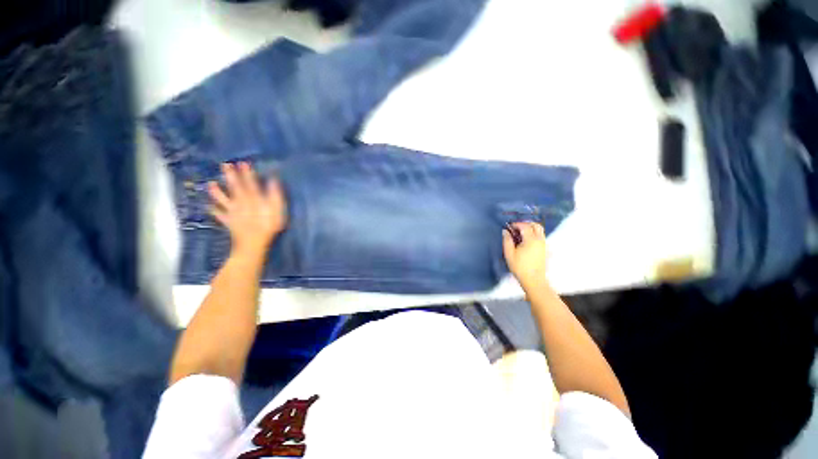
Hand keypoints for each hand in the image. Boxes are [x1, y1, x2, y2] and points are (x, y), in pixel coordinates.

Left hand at [208, 162, 287, 257]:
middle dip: (230, 176)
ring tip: (210, 183)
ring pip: (223, 199)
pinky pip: (219, 215)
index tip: (243, 163)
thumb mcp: (277, 210)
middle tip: (224, 165)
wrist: (254, 243)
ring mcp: (233, 212)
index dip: (247, 173)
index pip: (251, 183)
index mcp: (254, 199)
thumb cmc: (269, 226)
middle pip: (235, 187)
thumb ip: (275, 195)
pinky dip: (213, 210)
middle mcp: (241, 203)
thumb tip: (273, 181)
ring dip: (217, 191)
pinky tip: (209, 207)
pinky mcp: (229, 222)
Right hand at [503, 222, 546, 290]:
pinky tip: (524, 240)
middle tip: (515, 228)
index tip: (509, 227)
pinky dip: (533, 233)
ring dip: (530, 228)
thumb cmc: (519, 267)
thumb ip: (507, 240)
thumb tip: (505, 231)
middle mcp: (539, 240)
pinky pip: (540, 236)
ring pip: (539, 230)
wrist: (533, 280)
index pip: (525, 226)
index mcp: (531, 240)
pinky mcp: (544, 249)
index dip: (516, 224)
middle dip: (525, 224)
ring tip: (519, 234)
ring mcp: (543, 244)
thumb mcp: (509, 253)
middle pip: (535, 225)